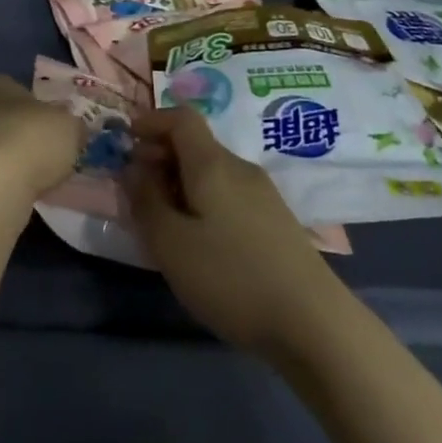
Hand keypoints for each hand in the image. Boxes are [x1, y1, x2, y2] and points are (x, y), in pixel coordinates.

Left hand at [0, 75, 84, 211]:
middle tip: (48, 156)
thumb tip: (73, 129)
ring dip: (11, 163)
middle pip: (3, 120)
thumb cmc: (31, 139)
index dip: (40, 110)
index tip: (56, 130)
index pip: (18, 91)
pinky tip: (18, 195)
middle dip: (23, 136)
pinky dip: (1, 184)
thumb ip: (72, 124)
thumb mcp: (69, 126)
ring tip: (37, 180)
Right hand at [125, 106, 343, 354]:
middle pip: (195, 145)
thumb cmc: (232, 278)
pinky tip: (199, 242)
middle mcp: (239, 168)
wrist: (315, 324)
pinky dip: (203, 202)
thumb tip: (133, 168)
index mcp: (212, 163)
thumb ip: (145, 201)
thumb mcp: (172, 244)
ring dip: (180, 183)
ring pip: (211, 173)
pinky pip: (228, 195)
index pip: (181, 117)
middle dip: (160, 156)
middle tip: (136, 189)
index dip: (151, 121)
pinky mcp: (276, 222)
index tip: (127, 141)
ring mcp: (263, 195)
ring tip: (163, 222)